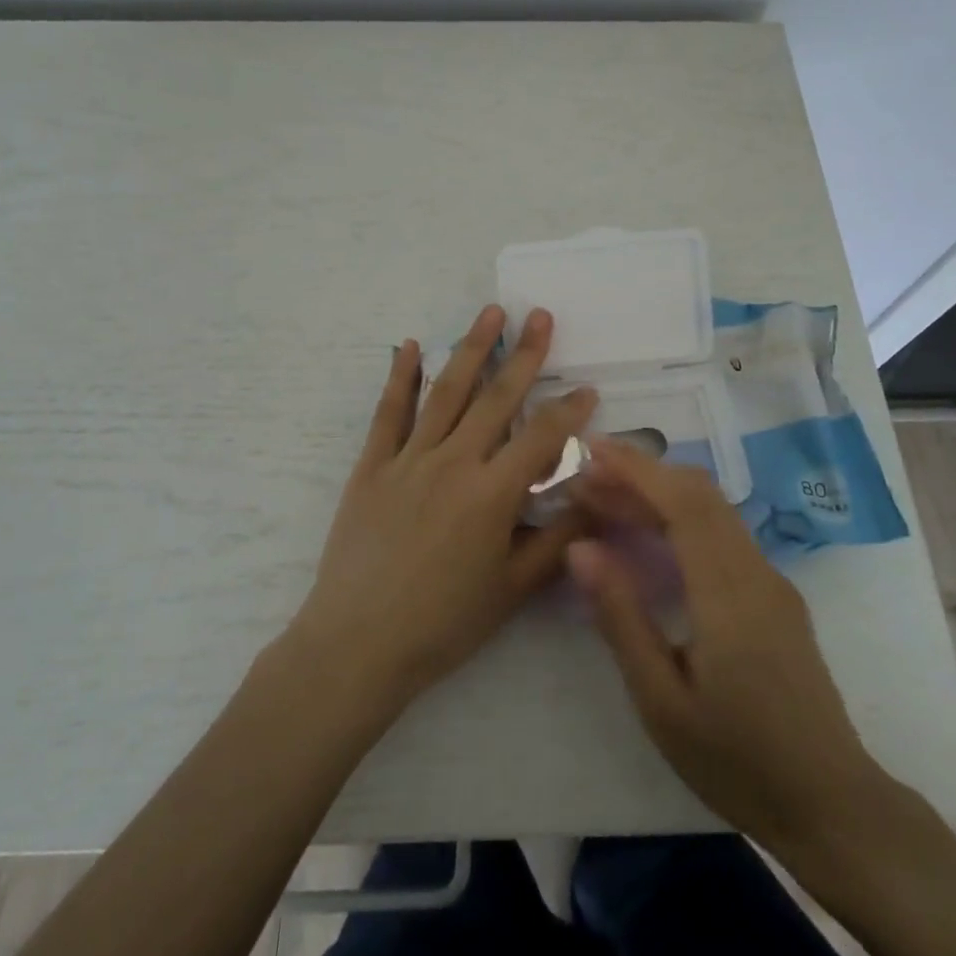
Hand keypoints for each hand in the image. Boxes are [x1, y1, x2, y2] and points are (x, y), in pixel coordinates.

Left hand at [288, 305, 597, 713]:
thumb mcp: (512, 589)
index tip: (588, 387)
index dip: (569, 410)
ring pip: (446, 393)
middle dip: (523, 354)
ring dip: (470, 349)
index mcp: (492, 494)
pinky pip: (389, 413)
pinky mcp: (372, 466)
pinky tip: (410, 346)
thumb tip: (596, 501)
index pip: (542, 437)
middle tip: (540, 315)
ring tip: (490, 312)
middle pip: (496, 398)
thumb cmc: (443, 623)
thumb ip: (556, 540)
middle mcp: (453, 463)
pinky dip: (400, 377)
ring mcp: (408, 459)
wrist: (358, 642)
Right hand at [565, 441, 889, 865]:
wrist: (832, 806)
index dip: (636, 469)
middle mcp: (755, 572)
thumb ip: (621, 617)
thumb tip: (580, 547)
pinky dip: (679, 519)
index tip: (591, 449)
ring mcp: (770, 582)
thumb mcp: (661, 700)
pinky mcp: (773, 596)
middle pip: (700, 495)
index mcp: (729, 593)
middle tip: (586, 480)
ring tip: (605, 503)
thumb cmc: (738, 760)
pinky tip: (647, 538)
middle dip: (641, 475)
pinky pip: (722, 535)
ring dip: (659, 495)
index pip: (683, 502)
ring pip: (712, 511)